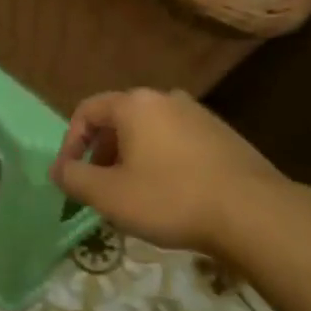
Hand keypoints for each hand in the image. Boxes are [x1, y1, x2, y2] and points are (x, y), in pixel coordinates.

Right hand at [51, 88, 283, 253]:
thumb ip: (74, 179)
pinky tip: (169, 196)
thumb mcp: (110, 195)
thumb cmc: (170, 198)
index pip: (87, 111)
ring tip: (132, 196)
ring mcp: (199, 114)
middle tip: (98, 189)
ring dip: (131, 159)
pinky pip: (177, 143)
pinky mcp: (222, 135)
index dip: (70, 144)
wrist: (252, 212)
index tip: (68, 177)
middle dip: (101, 154)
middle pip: (119, 120)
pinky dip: (161, 162)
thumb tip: (58, 170)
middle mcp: (166, 98)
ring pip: (150, 132)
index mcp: (135, 104)